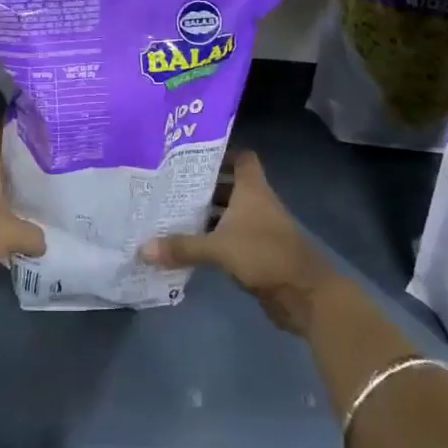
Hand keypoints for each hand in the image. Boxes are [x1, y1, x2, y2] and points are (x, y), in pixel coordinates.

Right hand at [137, 152, 339, 334]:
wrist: (306, 295)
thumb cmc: (265, 255)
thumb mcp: (219, 248)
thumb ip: (182, 246)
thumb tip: (142, 248)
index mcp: (252, 189)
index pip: (241, 157)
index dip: (220, 153)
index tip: (190, 156)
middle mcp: (257, 203)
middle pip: (229, 185)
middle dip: (202, 186)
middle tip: (169, 185)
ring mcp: (259, 228)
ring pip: (228, 213)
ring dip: (206, 214)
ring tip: (170, 213)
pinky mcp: (258, 252)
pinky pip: (230, 238)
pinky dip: (212, 238)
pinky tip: (187, 244)